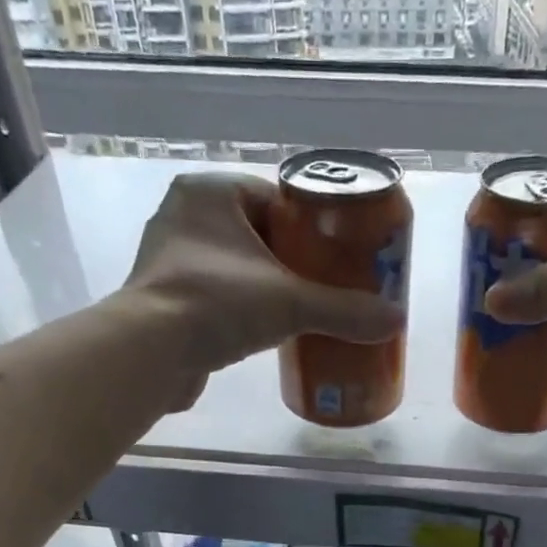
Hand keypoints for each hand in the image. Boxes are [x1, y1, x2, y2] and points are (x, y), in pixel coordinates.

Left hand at [120, 173, 402, 406]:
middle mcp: (183, 216)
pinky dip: (240, 310)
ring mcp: (170, 260)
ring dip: (265, 286)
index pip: (273, 198)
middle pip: (256, 233)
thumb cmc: (217, 304)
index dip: (309, 225)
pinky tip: (264, 332)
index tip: (336, 254)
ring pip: (235, 266)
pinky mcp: (165, 300)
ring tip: (301, 312)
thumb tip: (396, 320)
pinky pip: (215, 296)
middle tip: (326, 287)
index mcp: (210, 193)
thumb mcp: (290, 303)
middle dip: (291, 260)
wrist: (150, 353)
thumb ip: (343, 310)